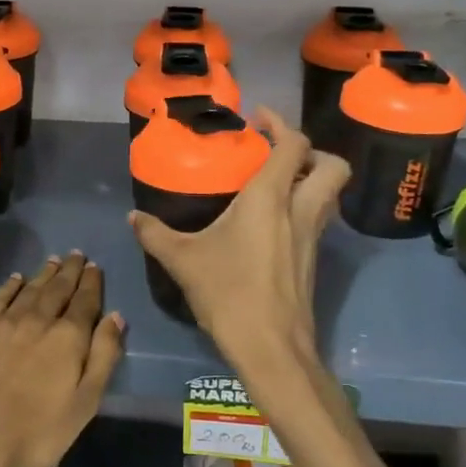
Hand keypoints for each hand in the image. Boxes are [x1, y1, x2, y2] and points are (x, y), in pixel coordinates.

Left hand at [0, 253, 125, 466]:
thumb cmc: (36, 433)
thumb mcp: (84, 404)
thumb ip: (103, 357)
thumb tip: (116, 316)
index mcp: (68, 338)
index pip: (85, 301)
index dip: (92, 283)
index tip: (95, 267)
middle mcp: (38, 319)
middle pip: (58, 288)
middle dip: (70, 271)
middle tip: (77, 255)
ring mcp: (4, 321)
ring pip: (30, 289)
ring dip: (44, 273)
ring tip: (54, 260)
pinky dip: (11, 285)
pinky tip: (17, 279)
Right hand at [129, 109, 347, 390]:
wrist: (271, 347)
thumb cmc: (228, 293)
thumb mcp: (182, 260)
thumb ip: (155, 233)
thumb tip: (133, 217)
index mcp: (270, 198)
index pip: (294, 146)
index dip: (281, 124)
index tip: (258, 118)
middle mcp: (299, 210)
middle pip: (333, 166)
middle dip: (312, 151)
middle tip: (279, 152)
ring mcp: (312, 237)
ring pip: (330, 194)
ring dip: (311, 178)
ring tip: (275, 182)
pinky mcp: (313, 260)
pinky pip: (318, 218)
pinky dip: (304, 206)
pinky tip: (272, 222)